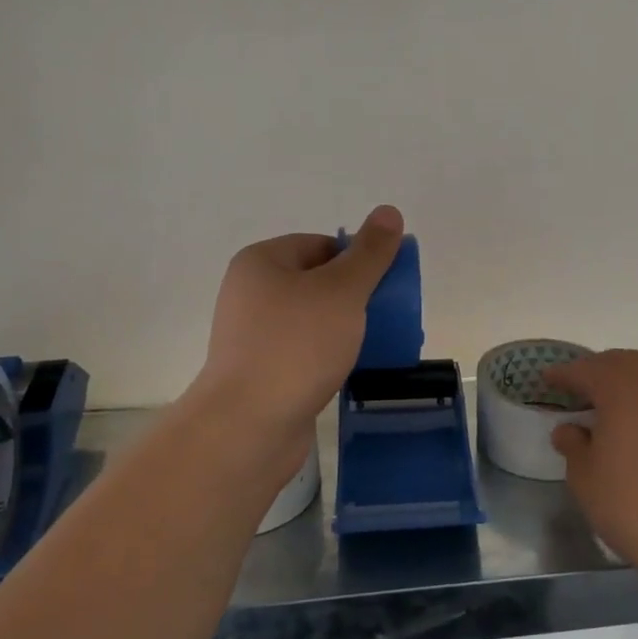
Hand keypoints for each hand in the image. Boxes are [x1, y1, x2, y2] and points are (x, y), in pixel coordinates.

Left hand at [192, 204, 404, 444]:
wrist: (248, 426)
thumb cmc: (296, 346)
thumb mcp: (342, 291)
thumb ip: (369, 253)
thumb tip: (389, 212)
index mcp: (261, 262)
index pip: (320, 245)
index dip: (357, 260)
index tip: (385, 286)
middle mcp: (251, 293)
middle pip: (316, 282)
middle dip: (354, 297)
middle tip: (385, 317)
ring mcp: (253, 336)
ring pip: (311, 320)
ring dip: (344, 329)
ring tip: (374, 345)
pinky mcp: (261, 372)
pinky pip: (304, 352)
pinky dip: (328, 356)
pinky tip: (350, 370)